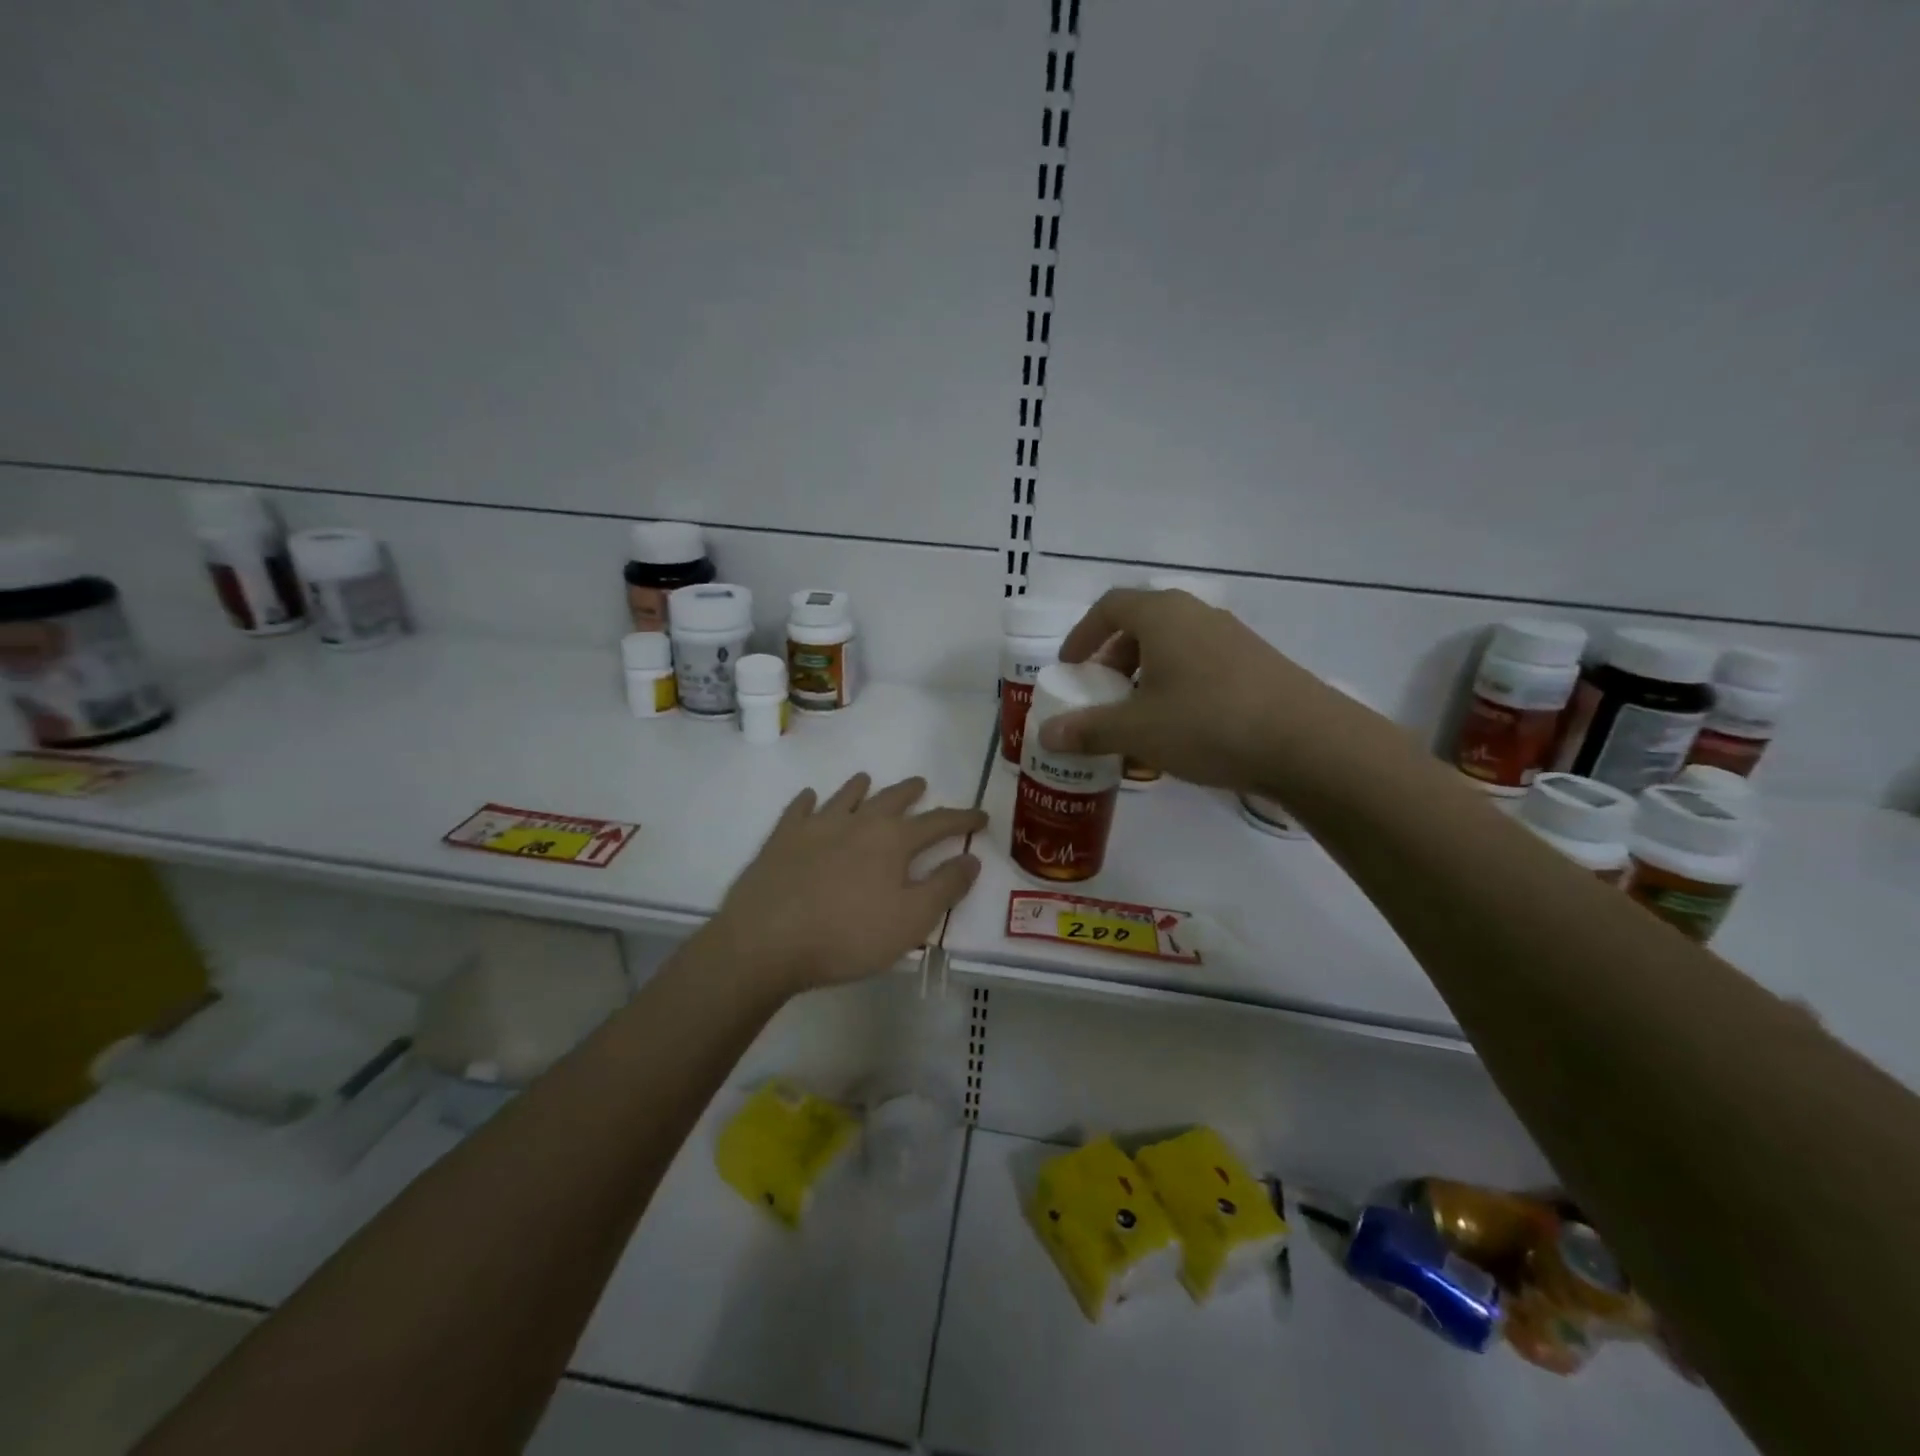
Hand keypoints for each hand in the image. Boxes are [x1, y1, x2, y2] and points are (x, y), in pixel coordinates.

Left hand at [705, 773, 986, 993]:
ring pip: (845, 796)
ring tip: (867, 779)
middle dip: (910, 792)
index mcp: (892, 841)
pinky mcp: (782, 839)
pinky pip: (799, 810)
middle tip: (921, 784)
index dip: (962, 819)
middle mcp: (857, 822)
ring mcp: (816, 826)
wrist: (766, 940)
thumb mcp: (911, 920)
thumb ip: (945, 887)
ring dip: (860, 787)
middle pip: (890, 799)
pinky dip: (808, 801)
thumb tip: (972, 859)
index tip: (980, 816)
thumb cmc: (847, 935)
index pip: (937, 822)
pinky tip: (809, 799)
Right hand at [1037, 587, 1372, 792]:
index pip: (1110, 606)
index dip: (1083, 634)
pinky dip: (1178, 684)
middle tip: (1102, 693)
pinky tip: (1182, 726)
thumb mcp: (1138, 731)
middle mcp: (1197, 615)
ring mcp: (1232, 637)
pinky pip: (1202, 663)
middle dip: (1114, 657)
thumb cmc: (1208, 723)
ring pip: (1174, 645)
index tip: (1070, 667)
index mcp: (1163, 615)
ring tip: (1139, 714)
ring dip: (1147, 673)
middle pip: (1143, 623)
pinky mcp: (1257, 664)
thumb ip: (1088, 730)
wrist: (1307, 743)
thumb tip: (1045, 735)